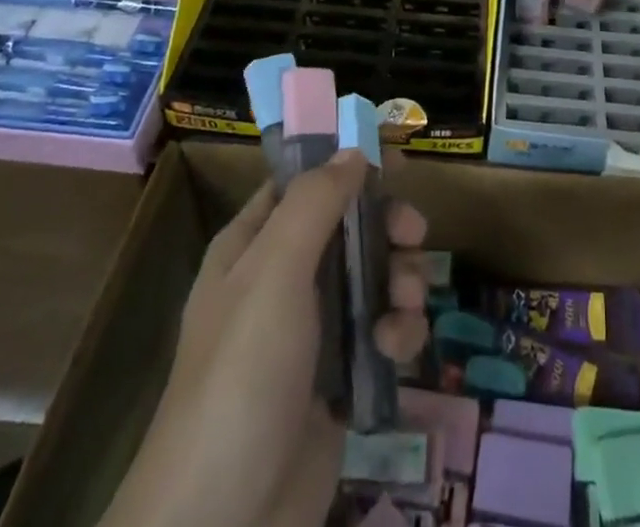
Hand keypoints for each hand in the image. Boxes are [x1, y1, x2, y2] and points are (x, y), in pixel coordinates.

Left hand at [110, 154, 430, 526]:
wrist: (224, 526)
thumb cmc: (243, 376)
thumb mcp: (274, 272)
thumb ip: (315, 202)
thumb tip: (354, 150)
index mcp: (253, 246)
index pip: (304, 182)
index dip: (347, 165)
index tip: (396, 162)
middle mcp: (282, 280)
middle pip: (350, 226)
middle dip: (387, 226)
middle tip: (415, 234)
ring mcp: (313, 331)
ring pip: (374, 276)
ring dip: (402, 280)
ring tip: (406, 304)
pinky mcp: (341, 378)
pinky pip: (382, 331)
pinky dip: (398, 332)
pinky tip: (397, 349)